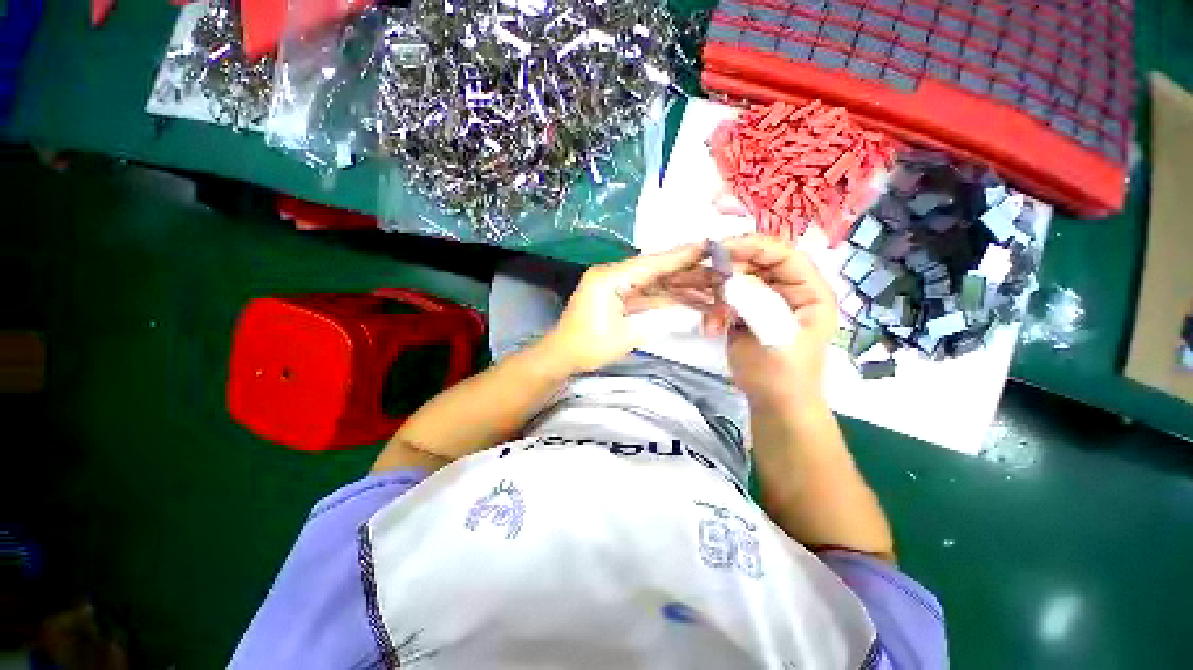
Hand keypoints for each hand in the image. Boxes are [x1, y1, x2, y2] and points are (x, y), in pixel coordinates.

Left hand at [540, 244, 719, 372]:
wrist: (563, 356)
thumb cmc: (589, 347)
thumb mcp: (626, 336)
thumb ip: (659, 320)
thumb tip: (691, 311)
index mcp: (610, 277)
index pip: (651, 264)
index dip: (681, 257)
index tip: (707, 247)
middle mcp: (614, 275)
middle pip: (657, 272)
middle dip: (688, 274)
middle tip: (719, 272)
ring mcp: (617, 286)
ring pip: (655, 284)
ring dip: (682, 288)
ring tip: (712, 289)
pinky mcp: (619, 297)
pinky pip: (648, 295)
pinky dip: (668, 299)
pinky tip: (690, 301)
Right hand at [707, 235, 836, 408]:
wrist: (773, 403)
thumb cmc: (783, 376)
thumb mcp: (775, 340)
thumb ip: (757, 306)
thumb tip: (729, 280)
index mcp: (809, 291)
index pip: (784, 255)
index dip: (754, 246)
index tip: (721, 248)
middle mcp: (788, 289)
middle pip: (756, 263)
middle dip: (729, 270)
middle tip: (704, 280)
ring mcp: (765, 300)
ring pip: (737, 279)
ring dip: (718, 293)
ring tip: (712, 318)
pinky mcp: (746, 312)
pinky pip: (726, 298)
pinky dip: (714, 309)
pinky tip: (711, 328)